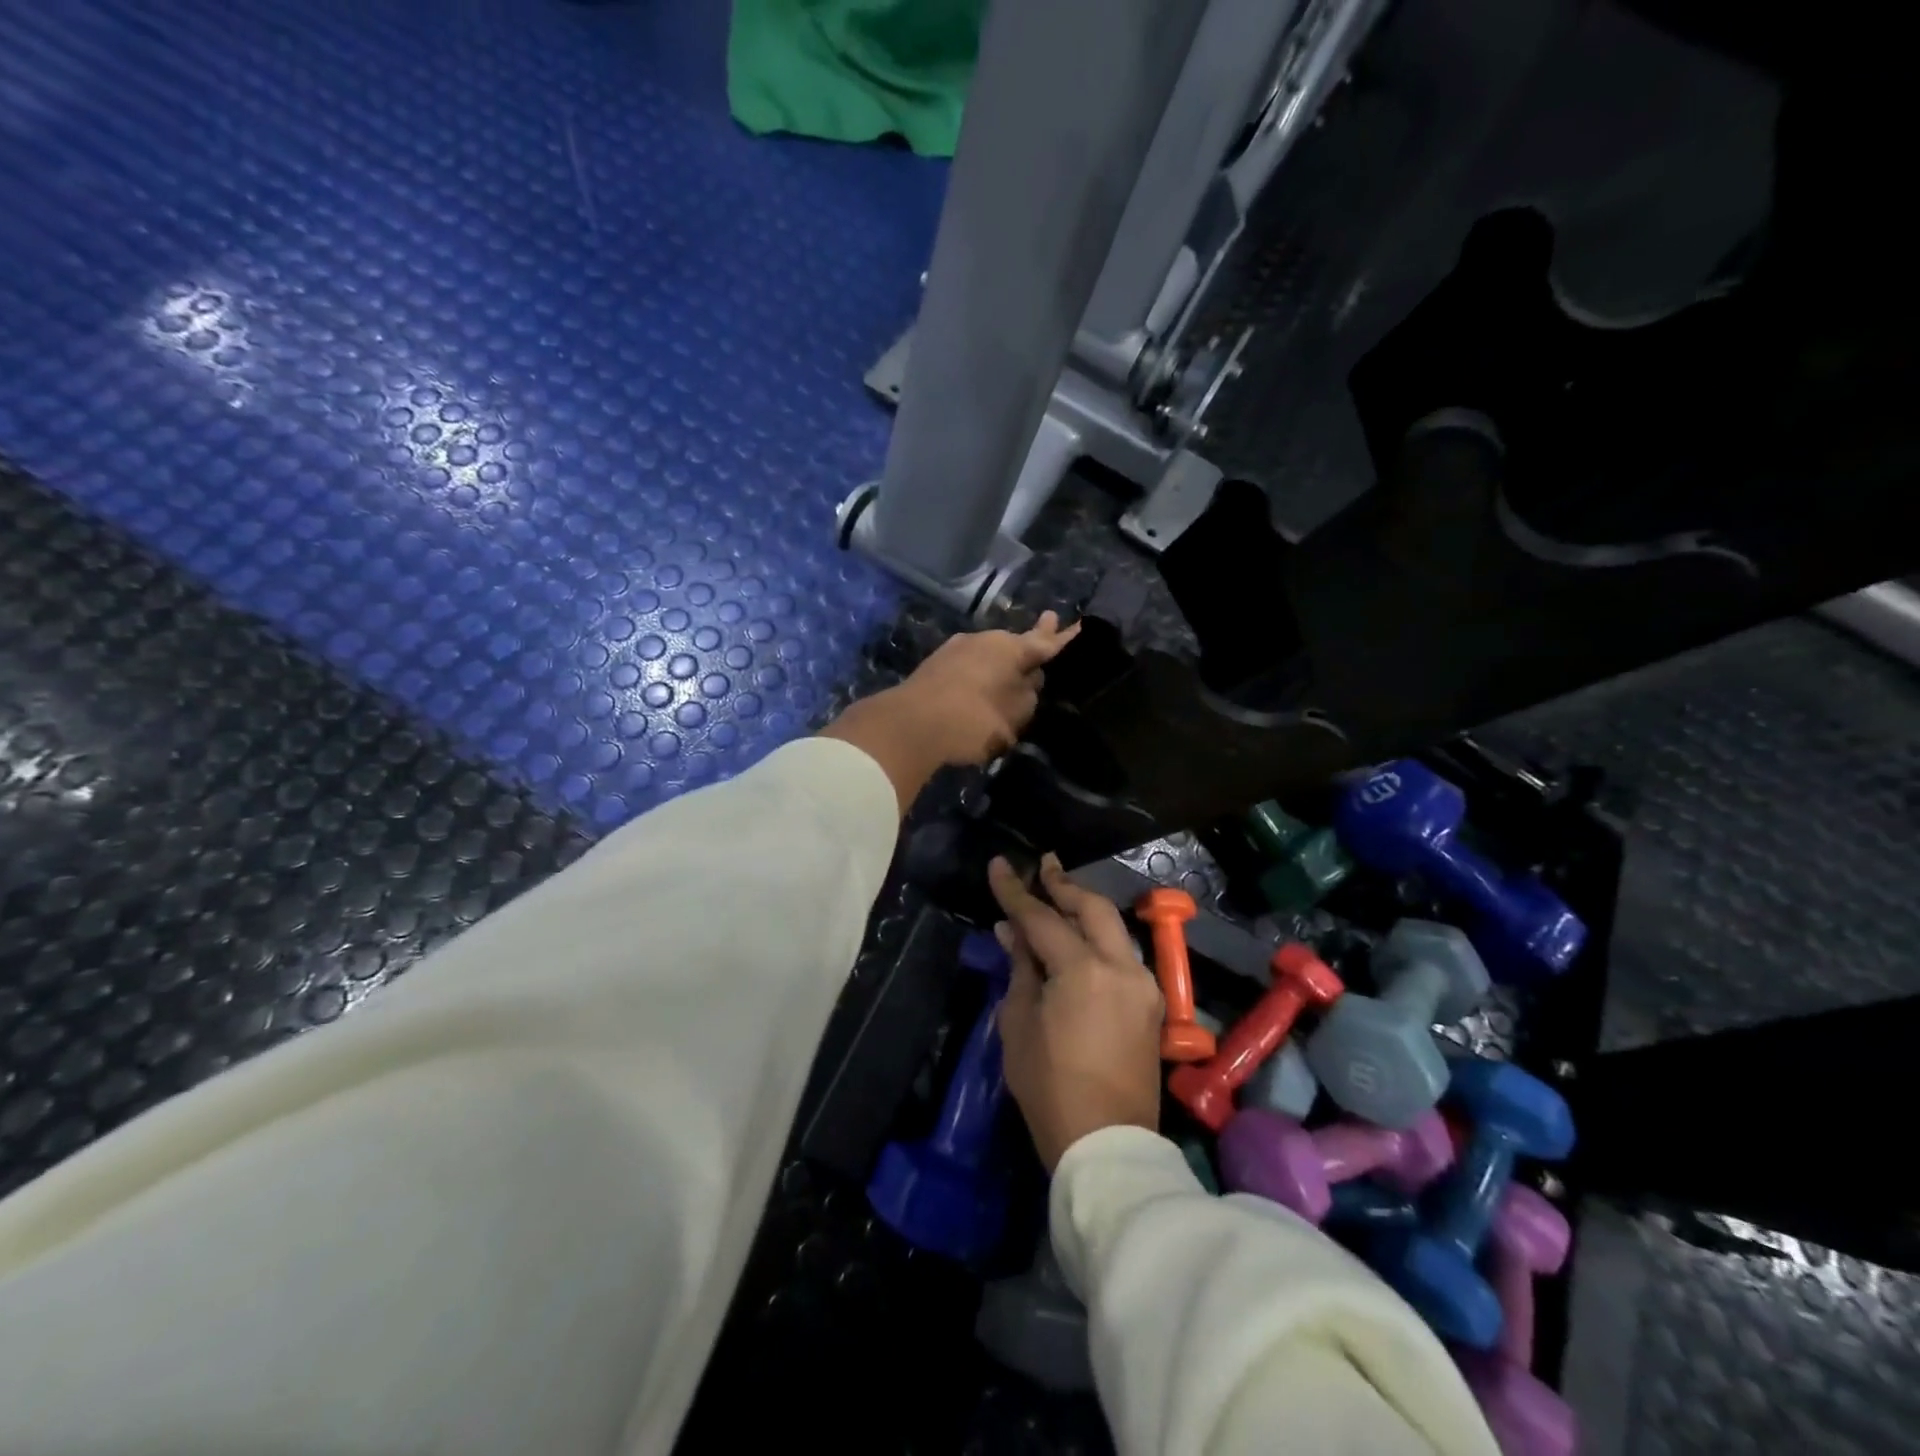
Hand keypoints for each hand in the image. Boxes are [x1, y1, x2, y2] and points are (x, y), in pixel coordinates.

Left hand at [821, 613, 1079, 812]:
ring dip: (1002, 660)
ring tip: (1014, 666)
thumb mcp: (1014, 716)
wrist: (909, 725)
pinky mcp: (934, 666)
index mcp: (1010, 648)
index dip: (1063, 638)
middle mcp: (983, 640)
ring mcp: (955, 650)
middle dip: (1032, 640)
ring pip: (989, 653)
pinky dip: (981, 672)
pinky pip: (969, 666)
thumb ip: (1028, 697)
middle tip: (1049, 624)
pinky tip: (981, 681)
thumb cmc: (973, 720)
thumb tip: (1029, 682)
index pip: (1046, 642)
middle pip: (1015, 643)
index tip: (1078, 625)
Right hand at [990, 853, 1163, 1171]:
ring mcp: (1142, 985)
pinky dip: (1098, 938)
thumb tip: (1012, 932)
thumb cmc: (1050, 1087)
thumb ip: (1020, 969)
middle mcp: (1121, 966)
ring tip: (1059, 893)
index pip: (1042, 918)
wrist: (1108, 1144)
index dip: (1016, 891)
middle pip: (1092, 908)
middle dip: (1064, 884)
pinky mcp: (1152, 1004)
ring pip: (1113, 928)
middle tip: (1043, 865)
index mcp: (1083, 970)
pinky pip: (1122, 955)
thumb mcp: (1019, 1025)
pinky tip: (1080, 938)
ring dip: (1084, 908)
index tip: (998, 865)